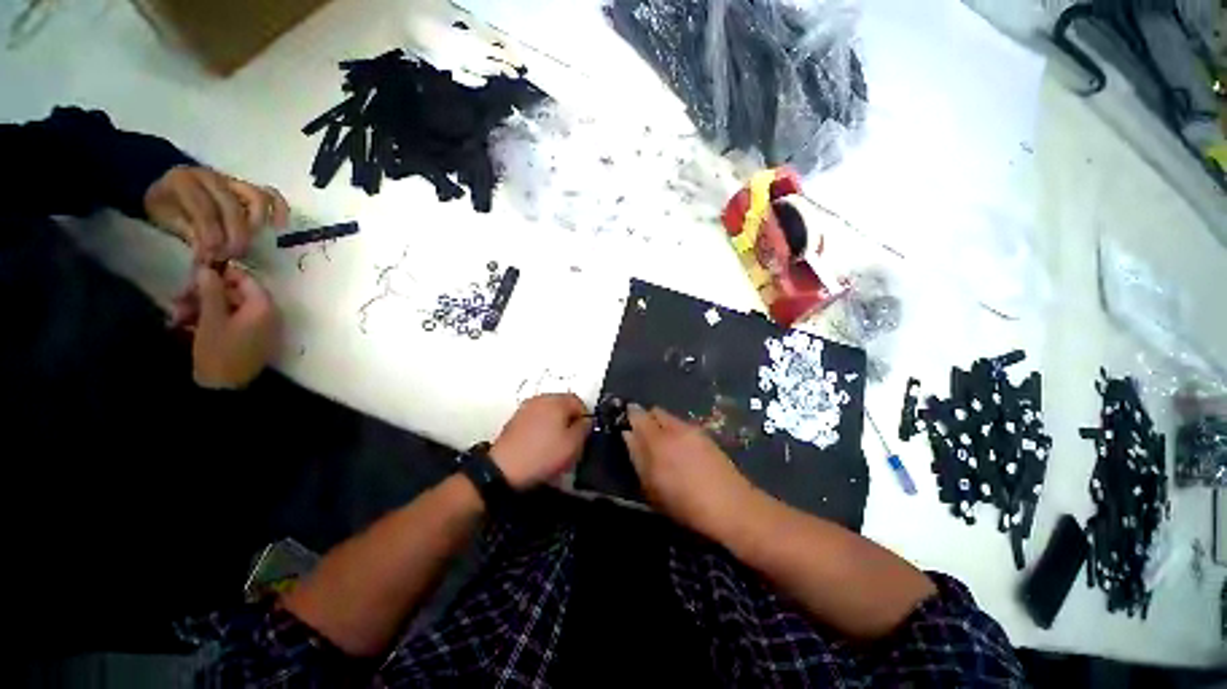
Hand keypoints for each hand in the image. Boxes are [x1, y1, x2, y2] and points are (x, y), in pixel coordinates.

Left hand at [145, 166, 288, 262]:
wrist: (162, 185)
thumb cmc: (164, 208)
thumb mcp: (163, 220)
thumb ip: (187, 234)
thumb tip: (209, 255)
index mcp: (184, 182)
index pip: (205, 212)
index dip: (210, 238)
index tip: (210, 259)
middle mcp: (211, 177)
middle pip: (233, 209)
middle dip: (234, 238)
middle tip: (229, 257)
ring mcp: (232, 181)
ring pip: (256, 201)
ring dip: (255, 227)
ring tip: (246, 246)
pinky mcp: (247, 188)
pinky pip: (270, 196)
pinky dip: (278, 211)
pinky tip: (279, 227)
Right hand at [180, 265, 279, 388]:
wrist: (224, 390)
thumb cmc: (218, 352)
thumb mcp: (211, 319)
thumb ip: (211, 291)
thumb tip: (208, 269)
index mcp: (264, 308)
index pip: (246, 280)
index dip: (221, 275)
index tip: (195, 274)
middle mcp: (268, 315)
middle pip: (236, 294)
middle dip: (205, 293)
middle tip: (178, 297)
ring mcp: (261, 328)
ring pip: (230, 308)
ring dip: (203, 307)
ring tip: (177, 315)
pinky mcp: (250, 339)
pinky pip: (231, 322)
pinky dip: (210, 320)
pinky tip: (185, 325)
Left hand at [490, 394, 590, 489]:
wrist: (503, 469)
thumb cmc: (543, 455)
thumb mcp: (573, 444)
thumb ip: (585, 428)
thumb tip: (586, 420)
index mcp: (556, 400)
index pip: (579, 402)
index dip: (584, 419)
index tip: (583, 437)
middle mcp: (540, 399)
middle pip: (563, 406)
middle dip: (569, 422)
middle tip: (571, 443)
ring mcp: (525, 408)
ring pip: (549, 413)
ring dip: (555, 426)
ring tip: (555, 447)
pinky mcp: (514, 421)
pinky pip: (536, 420)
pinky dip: (541, 430)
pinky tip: (540, 447)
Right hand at [623, 405, 756, 538]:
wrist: (731, 506)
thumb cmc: (684, 502)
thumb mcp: (652, 485)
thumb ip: (637, 456)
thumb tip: (628, 434)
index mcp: (658, 439)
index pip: (638, 415)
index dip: (630, 416)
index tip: (625, 423)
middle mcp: (676, 427)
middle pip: (656, 412)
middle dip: (648, 419)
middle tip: (644, 438)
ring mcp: (694, 430)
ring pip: (671, 419)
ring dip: (663, 426)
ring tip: (664, 448)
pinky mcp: (707, 436)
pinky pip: (684, 427)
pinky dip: (677, 433)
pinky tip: (682, 453)